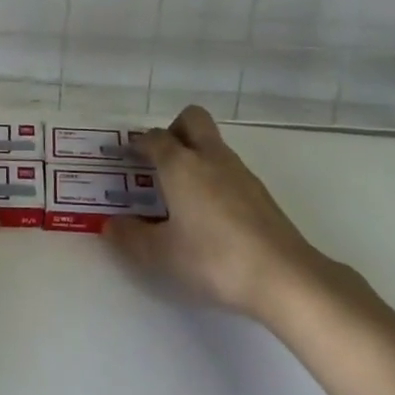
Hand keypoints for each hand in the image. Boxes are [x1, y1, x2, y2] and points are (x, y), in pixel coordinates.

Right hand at [105, 105, 333, 323]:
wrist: (283, 275)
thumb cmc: (213, 258)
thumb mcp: (162, 255)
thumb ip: (132, 238)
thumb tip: (110, 225)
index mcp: (180, 164)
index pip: (154, 138)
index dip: (137, 144)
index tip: (125, 156)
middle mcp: (209, 156)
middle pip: (191, 119)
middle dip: (173, 130)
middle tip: (160, 161)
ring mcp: (239, 171)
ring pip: (212, 144)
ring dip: (195, 155)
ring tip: (183, 193)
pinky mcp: (259, 191)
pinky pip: (228, 168)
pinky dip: (214, 177)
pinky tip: (211, 213)